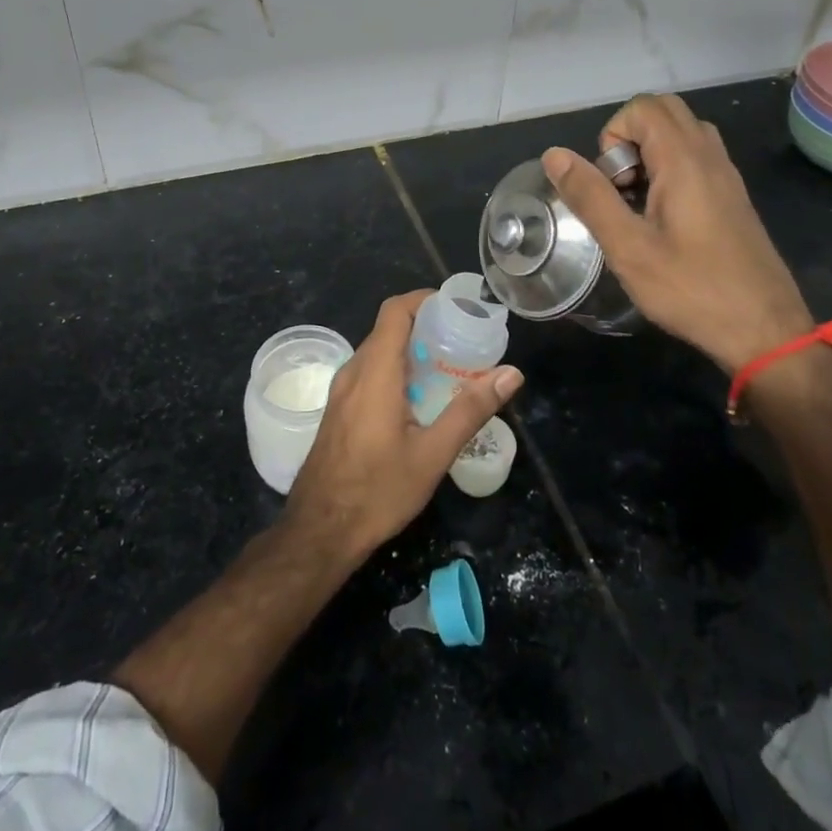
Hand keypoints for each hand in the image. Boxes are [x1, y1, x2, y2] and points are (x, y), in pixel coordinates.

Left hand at [284, 291, 522, 562]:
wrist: (319, 531)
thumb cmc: (377, 491)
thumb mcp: (432, 454)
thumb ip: (471, 410)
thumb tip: (511, 373)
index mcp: (375, 371)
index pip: (395, 311)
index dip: (424, 299)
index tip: (457, 307)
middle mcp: (353, 371)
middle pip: (388, 329)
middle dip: (426, 327)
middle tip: (464, 341)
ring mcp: (341, 391)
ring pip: (378, 352)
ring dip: (411, 351)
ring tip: (448, 368)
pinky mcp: (338, 409)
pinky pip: (369, 373)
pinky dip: (396, 371)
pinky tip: (420, 399)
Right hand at [542, 93, 812, 373]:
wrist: (766, 331)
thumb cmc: (692, 289)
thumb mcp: (628, 247)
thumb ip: (590, 196)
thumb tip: (554, 155)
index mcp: (684, 160)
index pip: (641, 108)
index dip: (612, 136)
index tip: (611, 184)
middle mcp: (710, 156)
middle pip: (663, 112)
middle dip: (629, 139)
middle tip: (621, 187)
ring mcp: (726, 176)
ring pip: (681, 134)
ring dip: (649, 153)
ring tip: (637, 203)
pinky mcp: (732, 197)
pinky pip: (696, 158)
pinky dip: (669, 170)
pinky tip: (662, 220)